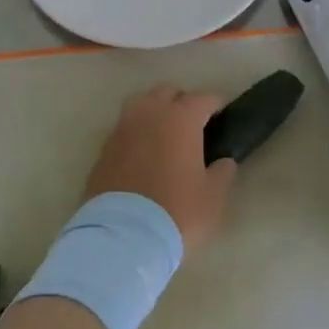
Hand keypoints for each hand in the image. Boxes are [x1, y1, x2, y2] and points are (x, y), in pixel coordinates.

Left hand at [84, 83, 236, 250]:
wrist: (122, 236)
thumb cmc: (177, 212)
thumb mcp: (212, 197)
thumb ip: (223, 173)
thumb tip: (224, 161)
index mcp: (181, 118)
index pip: (203, 98)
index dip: (216, 105)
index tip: (222, 116)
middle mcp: (150, 113)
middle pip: (168, 92)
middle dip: (182, 101)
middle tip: (193, 124)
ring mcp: (123, 128)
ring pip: (141, 103)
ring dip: (155, 110)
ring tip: (164, 132)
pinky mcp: (104, 147)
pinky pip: (124, 128)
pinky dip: (136, 132)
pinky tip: (142, 153)